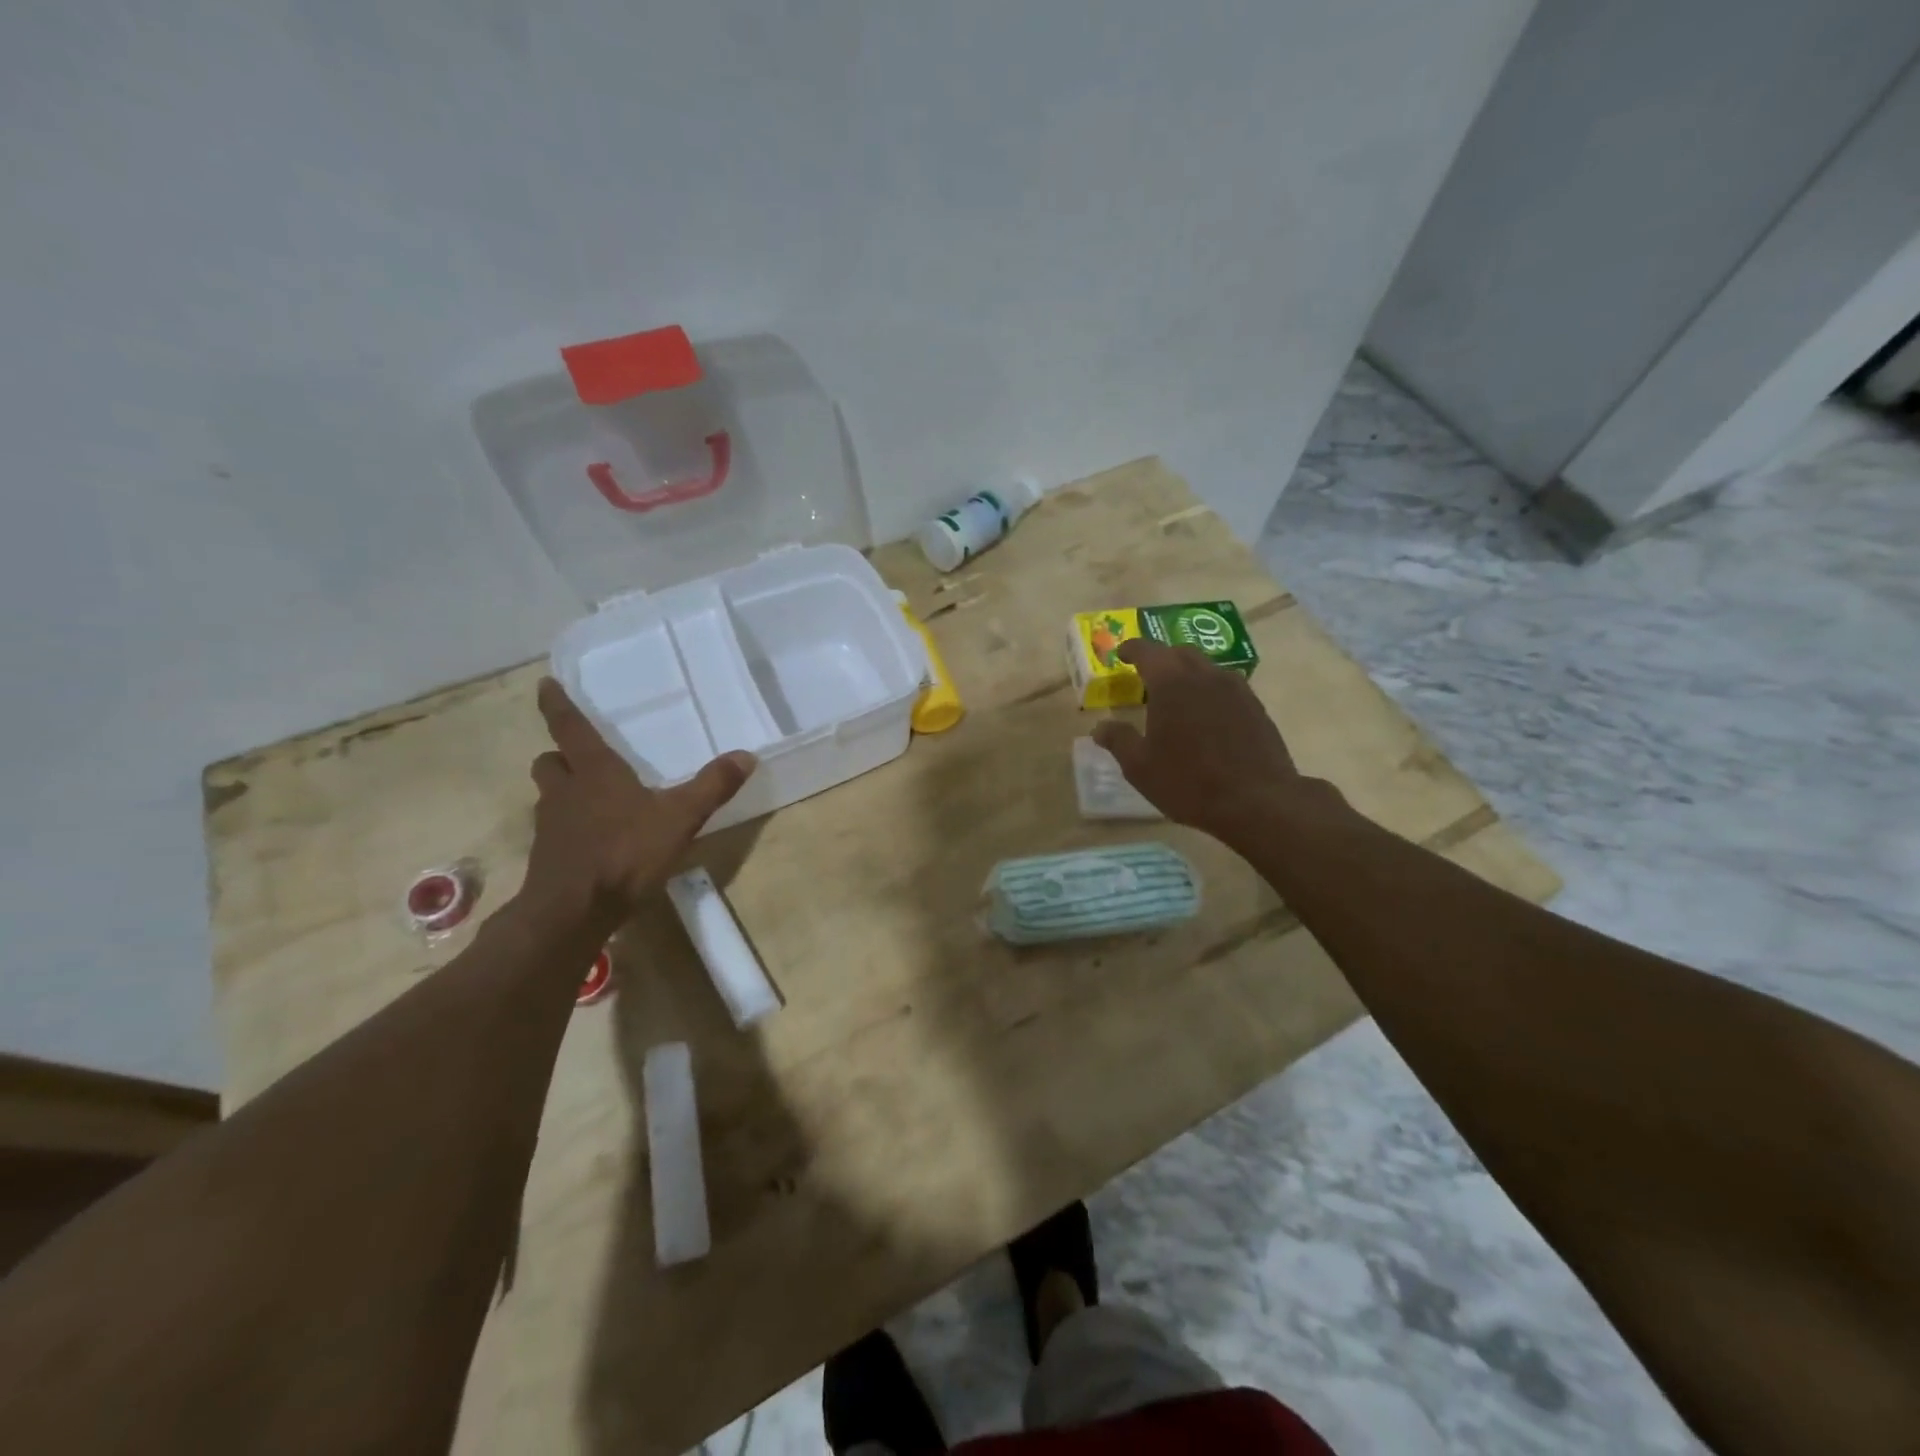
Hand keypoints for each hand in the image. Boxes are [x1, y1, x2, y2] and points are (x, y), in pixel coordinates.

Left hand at [522, 678, 755, 918]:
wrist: (572, 912)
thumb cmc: (625, 853)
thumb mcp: (680, 818)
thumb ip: (712, 786)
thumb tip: (747, 755)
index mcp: (594, 772)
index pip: (570, 728)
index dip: (558, 705)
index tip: (545, 684)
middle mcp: (566, 792)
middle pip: (550, 762)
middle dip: (561, 756)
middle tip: (580, 759)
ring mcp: (551, 826)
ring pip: (549, 796)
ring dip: (564, 792)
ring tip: (593, 801)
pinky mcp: (548, 857)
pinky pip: (555, 830)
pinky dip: (570, 828)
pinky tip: (595, 842)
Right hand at [1092, 639, 1307, 843]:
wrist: (1257, 801)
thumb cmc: (1188, 781)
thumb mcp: (1140, 767)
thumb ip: (1119, 740)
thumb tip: (1100, 727)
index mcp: (1171, 682)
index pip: (1147, 650)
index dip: (1131, 649)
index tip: (1121, 654)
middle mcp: (1205, 675)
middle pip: (1180, 653)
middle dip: (1161, 658)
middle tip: (1147, 675)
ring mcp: (1236, 689)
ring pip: (1207, 668)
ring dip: (1188, 674)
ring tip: (1178, 696)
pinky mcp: (1256, 707)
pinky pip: (1227, 687)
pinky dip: (1210, 691)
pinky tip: (1206, 716)